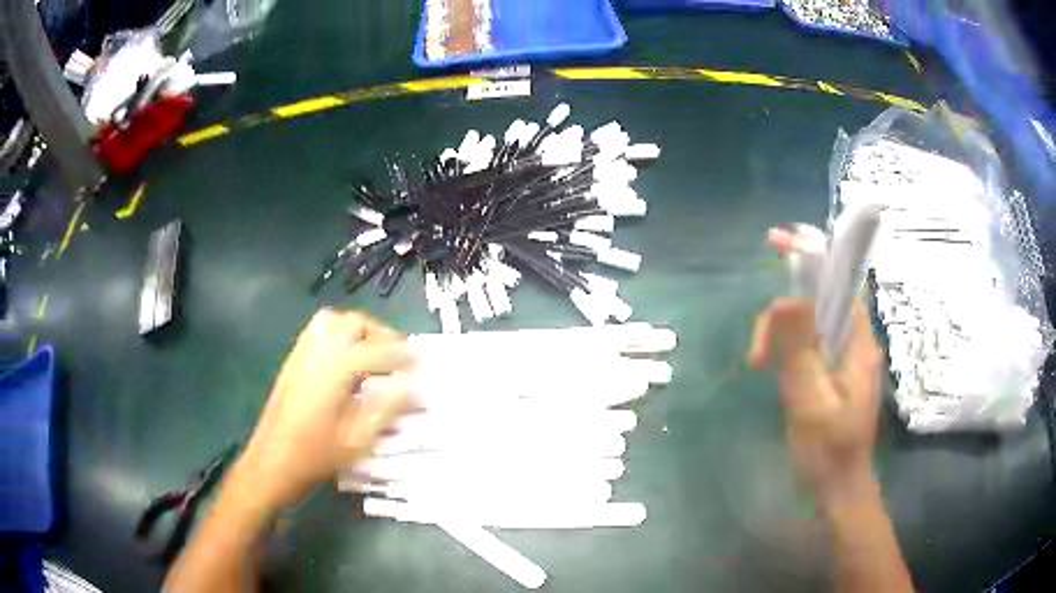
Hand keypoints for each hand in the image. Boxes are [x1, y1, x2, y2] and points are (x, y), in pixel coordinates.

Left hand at [236, 309, 414, 508]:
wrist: (272, 463)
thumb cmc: (317, 456)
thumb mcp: (359, 440)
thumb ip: (387, 408)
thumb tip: (412, 386)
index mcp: (336, 369)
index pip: (378, 350)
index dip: (403, 354)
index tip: (421, 362)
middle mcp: (318, 351)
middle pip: (355, 323)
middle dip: (382, 334)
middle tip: (399, 355)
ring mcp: (302, 353)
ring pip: (334, 320)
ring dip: (359, 328)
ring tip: (374, 350)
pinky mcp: (292, 361)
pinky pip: (316, 330)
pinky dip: (337, 331)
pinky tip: (345, 355)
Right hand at [748, 229, 884, 507]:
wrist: (840, 489)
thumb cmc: (828, 452)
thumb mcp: (811, 403)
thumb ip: (801, 351)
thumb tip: (786, 298)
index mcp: (859, 344)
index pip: (840, 282)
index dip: (813, 256)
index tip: (780, 241)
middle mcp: (856, 342)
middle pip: (820, 302)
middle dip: (784, 315)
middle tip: (756, 352)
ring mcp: (846, 357)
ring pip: (810, 324)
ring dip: (781, 336)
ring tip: (760, 365)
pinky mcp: (834, 372)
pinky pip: (810, 344)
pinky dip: (787, 349)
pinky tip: (773, 368)